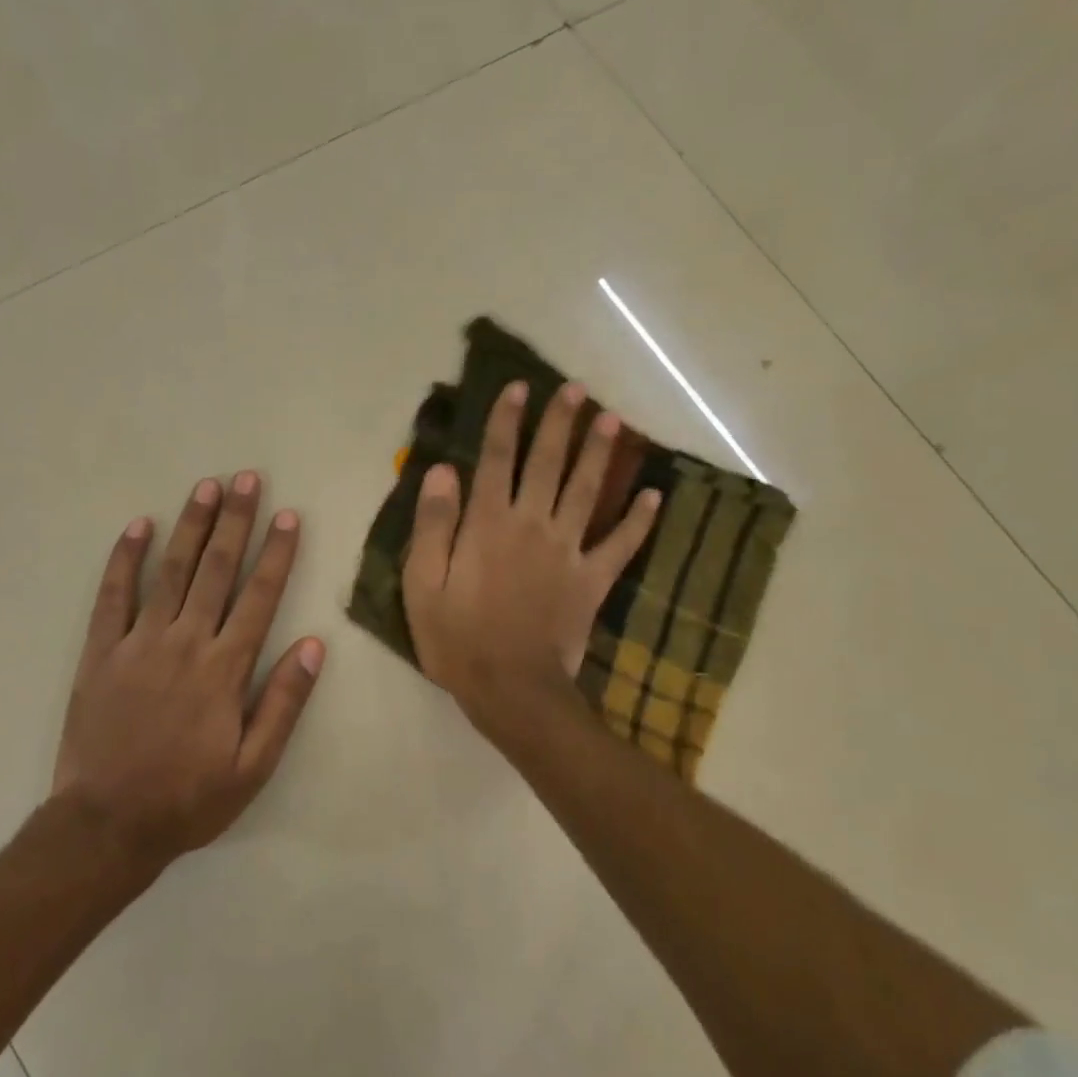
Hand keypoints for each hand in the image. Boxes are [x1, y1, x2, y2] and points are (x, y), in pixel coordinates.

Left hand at [52, 472, 324, 865]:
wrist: (108, 824)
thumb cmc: (189, 798)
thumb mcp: (253, 766)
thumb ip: (284, 703)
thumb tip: (314, 646)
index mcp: (225, 669)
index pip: (259, 597)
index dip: (276, 553)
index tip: (287, 515)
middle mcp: (186, 643)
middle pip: (216, 570)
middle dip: (235, 522)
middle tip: (246, 479)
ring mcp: (139, 643)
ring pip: (171, 572)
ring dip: (190, 527)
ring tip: (206, 487)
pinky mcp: (101, 652)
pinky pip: (113, 596)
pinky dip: (124, 559)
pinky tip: (137, 526)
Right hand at [403, 380, 658, 743]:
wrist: (511, 689)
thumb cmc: (457, 638)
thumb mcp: (422, 584)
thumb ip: (433, 525)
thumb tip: (442, 471)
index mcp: (488, 524)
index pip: (497, 459)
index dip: (506, 421)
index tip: (518, 388)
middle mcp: (532, 525)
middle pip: (548, 463)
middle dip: (561, 423)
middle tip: (577, 388)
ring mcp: (568, 551)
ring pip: (587, 491)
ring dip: (600, 453)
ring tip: (613, 419)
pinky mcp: (592, 580)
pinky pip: (621, 544)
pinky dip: (640, 520)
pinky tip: (655, 496)